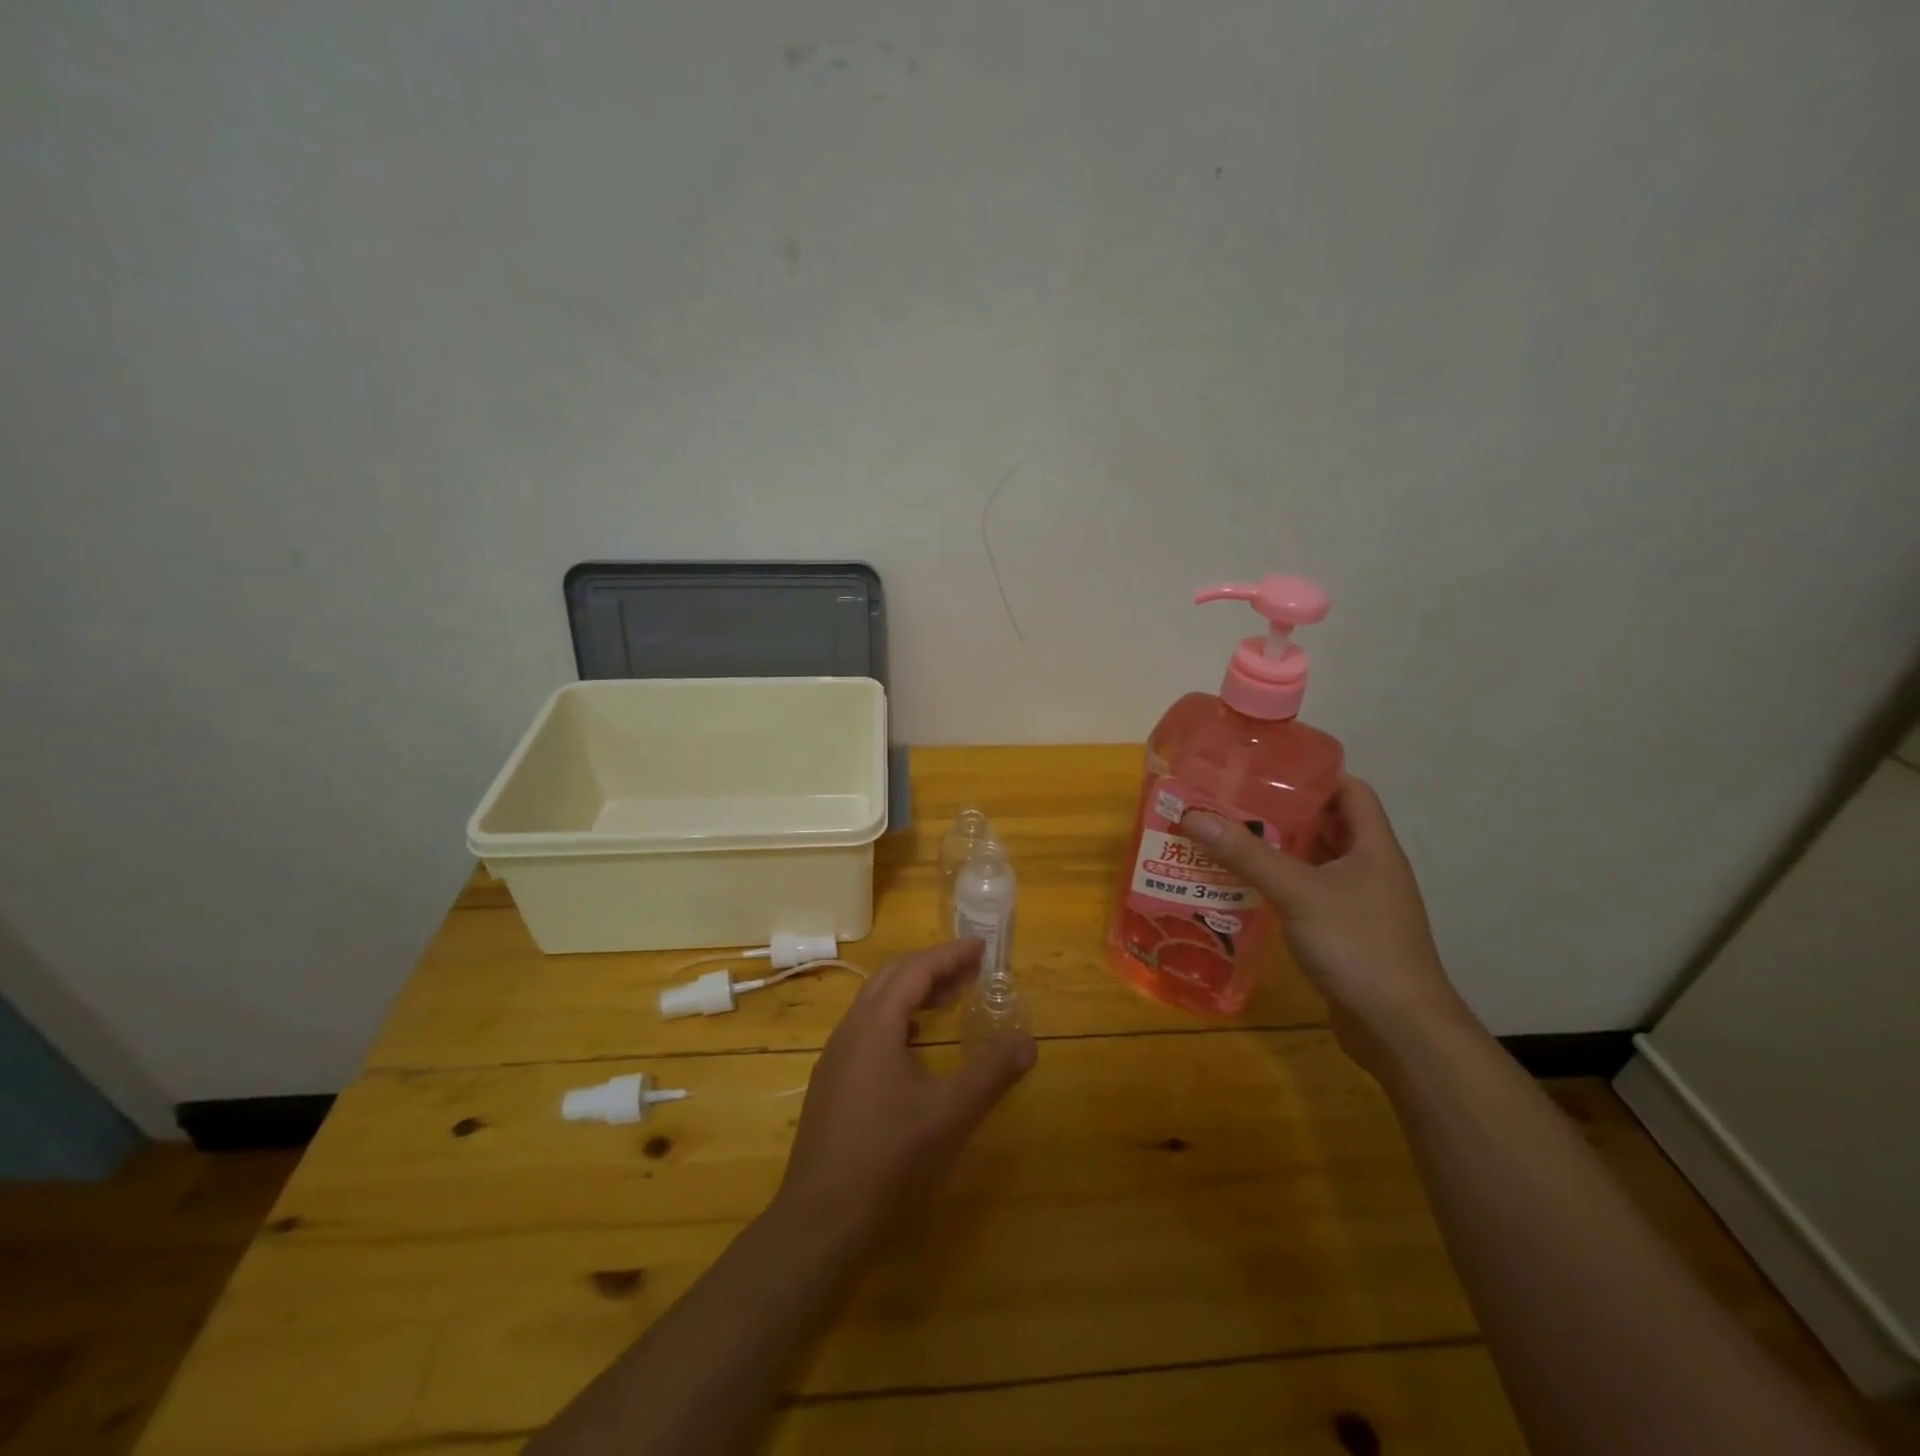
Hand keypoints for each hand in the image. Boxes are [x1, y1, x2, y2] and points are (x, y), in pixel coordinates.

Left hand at [778, 941, 1035, 1226]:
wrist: (821, 1222)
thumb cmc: (889, 1159)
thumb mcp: (950, 1115)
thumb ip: (991, 1074)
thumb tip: (1028, 1043)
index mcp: (874, 1025)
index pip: (915, 970)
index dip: (950, 955)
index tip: (982, 948)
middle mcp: (850, 1031)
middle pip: (891, 978)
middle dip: (933, 967)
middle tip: (972, 972)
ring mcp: (835, 1058)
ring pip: (876, 1004)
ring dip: (914, 993)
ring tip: (949, 1001)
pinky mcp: (832, 1084)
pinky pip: (867, 1030)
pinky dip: (897, 1020)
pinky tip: (914, 1045)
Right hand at [1183, 778, 1473, 1070]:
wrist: (1400, 1030)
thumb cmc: (1359, 947)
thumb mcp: (1298, 893)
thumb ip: (1246, 854)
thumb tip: (1193, 814)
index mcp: (1373, 846)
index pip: (1349, 790)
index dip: (1312, 773)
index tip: (1264, 766)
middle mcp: (1367, 868)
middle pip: (1324, 824)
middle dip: (1279, 811)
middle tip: (1229, 800)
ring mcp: (1355, 902)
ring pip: (1311, 861)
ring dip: (1273, 850)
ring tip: (1223, 836)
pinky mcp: (1340, 932)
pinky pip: (1303, 894)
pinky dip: (1275, 885)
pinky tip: (1238, 886)